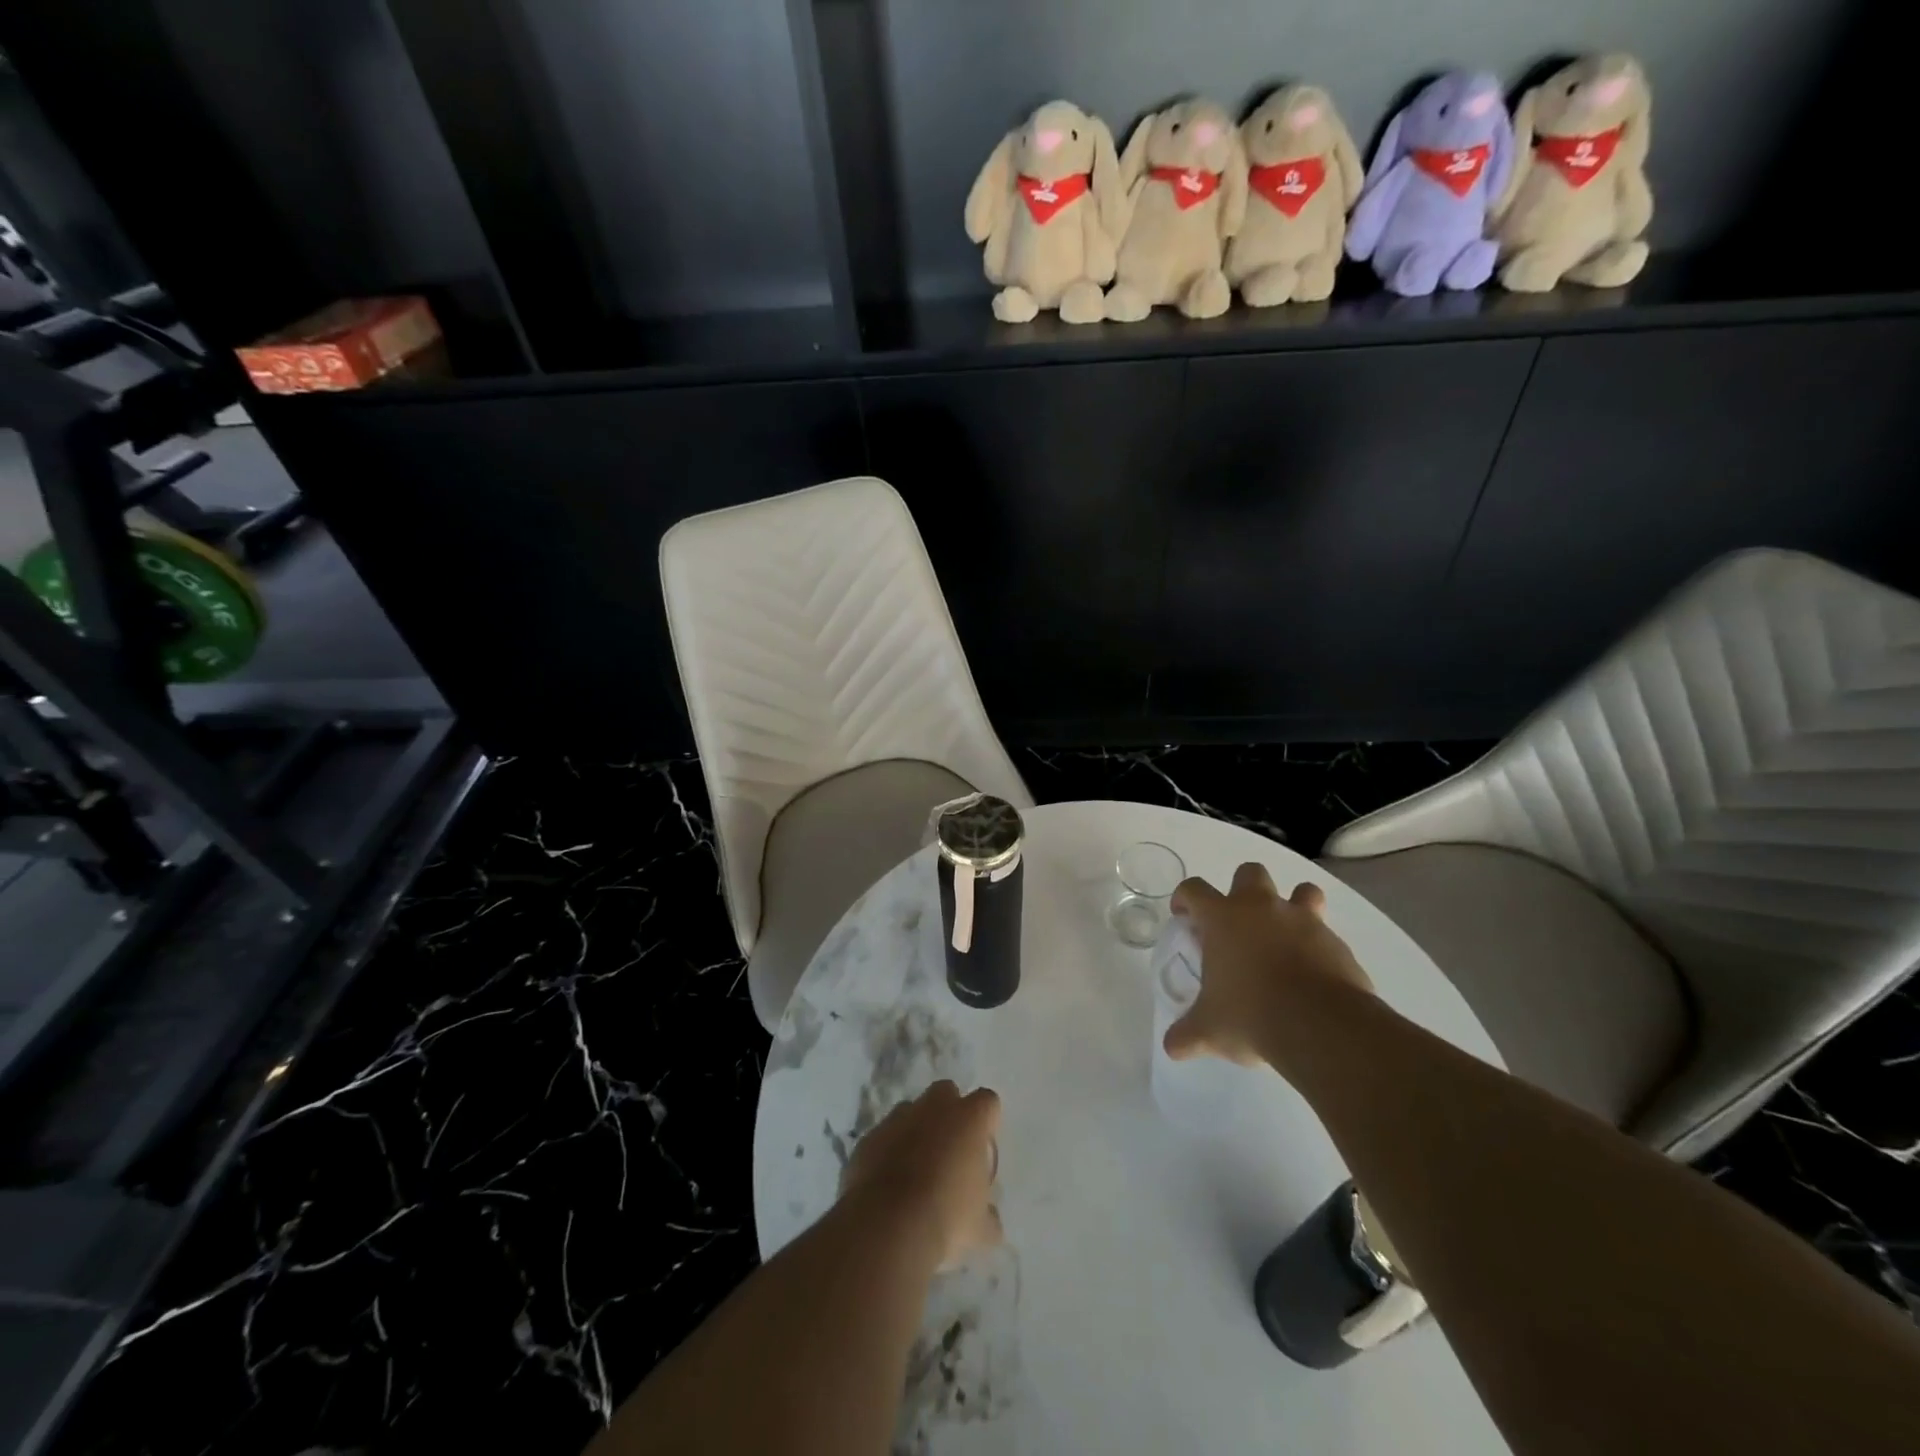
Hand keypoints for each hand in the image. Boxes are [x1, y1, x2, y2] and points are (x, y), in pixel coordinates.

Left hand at [841, 1081, 1001, 1268]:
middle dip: (949, 1113)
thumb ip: (989, 1216)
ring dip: (916, 1130)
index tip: (983, 1148)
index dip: (987, 1122)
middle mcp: (934, 1107)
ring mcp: (897, 1119)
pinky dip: (887, 1151)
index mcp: (969, 1119)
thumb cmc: (946, 1217)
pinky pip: (883, 1137)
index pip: (987, 1102)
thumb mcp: (981, 1229)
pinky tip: (888, 1183)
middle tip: (951, 1150)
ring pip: (911, 1111)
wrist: (888, 1225)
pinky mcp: (869, 1137)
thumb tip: (990, 1219)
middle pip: (946, 1093)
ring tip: (916, 1169)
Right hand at [1165, 863, 1375, 1067]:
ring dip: (1294, 905)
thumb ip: (1188, 1034)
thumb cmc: (1251, 1015)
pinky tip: (1313, 974)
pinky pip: (1326, 933)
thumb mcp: (1210, 1030)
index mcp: (1223, 918)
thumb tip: (1172, 1047)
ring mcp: (1303, 921)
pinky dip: (1318, 946)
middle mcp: (1261, 908)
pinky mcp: (1336, 943)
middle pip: (1249, 873)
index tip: (1184, 915)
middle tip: (1238, 924)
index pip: (1193, 889)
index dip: (1185, 898)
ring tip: (1287, 937)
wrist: (1321, 1026)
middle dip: (1242, 889)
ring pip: (1302, 890)